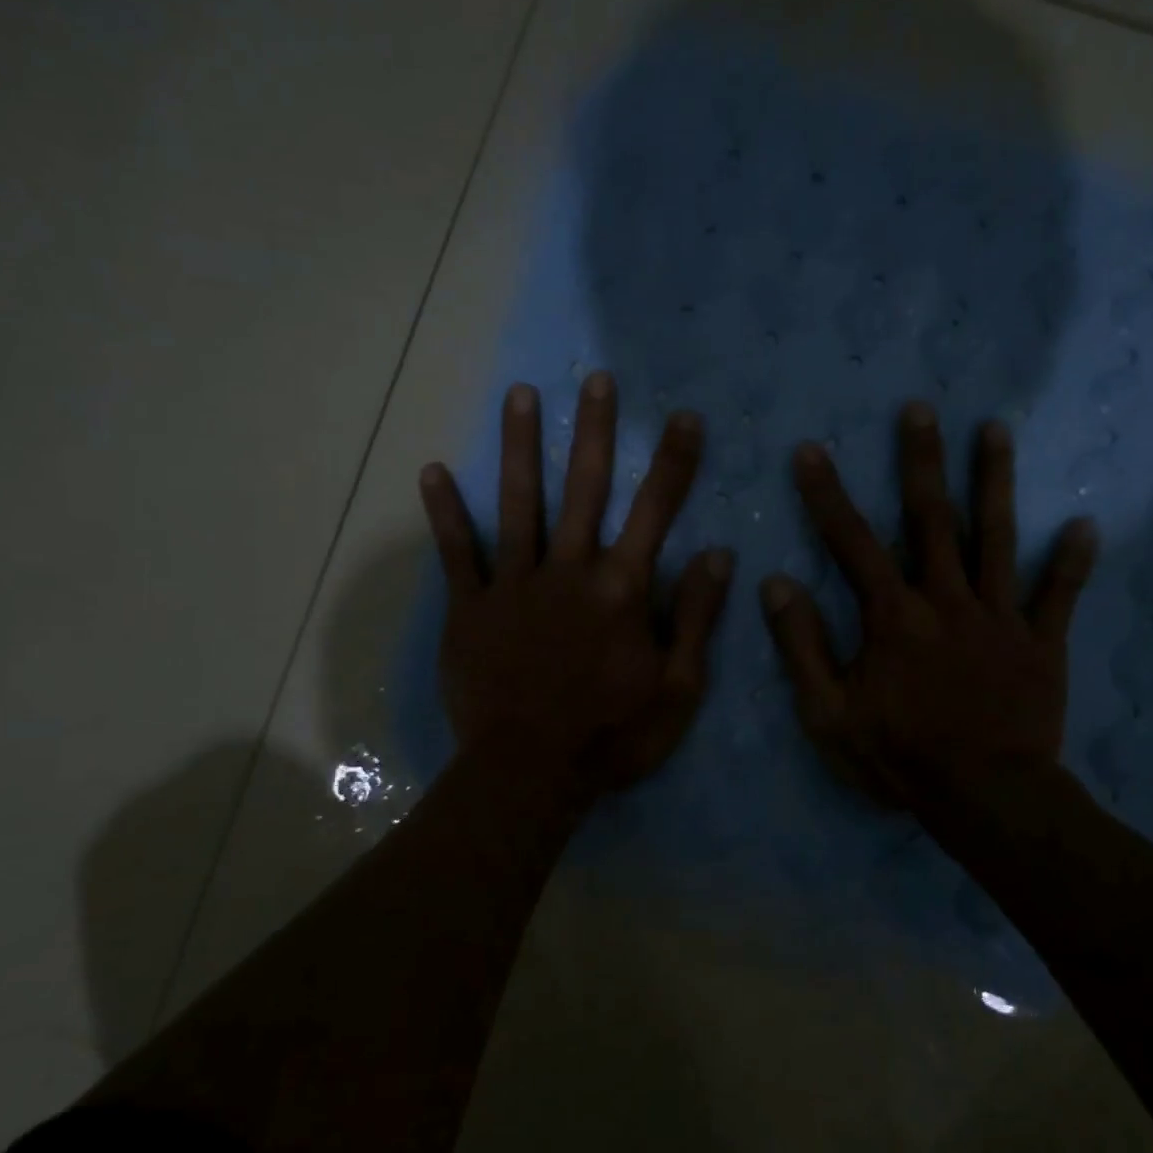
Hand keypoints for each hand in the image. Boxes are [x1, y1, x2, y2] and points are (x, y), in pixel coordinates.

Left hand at [418, 373, 733, 799]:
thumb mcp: (678, 688)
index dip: (674, 462)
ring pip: (519, 503)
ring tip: (520, 395)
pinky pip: (458, 553)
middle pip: (585, 488)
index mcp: (622, 589)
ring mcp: (515, 585)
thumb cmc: (613, 736)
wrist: (530, 773)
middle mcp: (570, 570)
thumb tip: (718, 555)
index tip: (684, 417)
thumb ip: (697, 618)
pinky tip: (434, 471)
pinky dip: (446, 513)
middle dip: (595, 431)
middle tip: (596, 379)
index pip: (656, 511)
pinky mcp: (471, 608)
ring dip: (521, 447)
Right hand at [761, 401, 1097, 809]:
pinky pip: (1057, 596)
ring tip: (995, 430)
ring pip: (997, 537)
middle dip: (921, 460)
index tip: (810, 452)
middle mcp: (946, 600)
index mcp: (893, 616)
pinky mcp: (1041, 643)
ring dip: (995, 481)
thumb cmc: (899, 756)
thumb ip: (801, 646)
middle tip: (920, 409)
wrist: (985, 799)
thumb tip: (774, 584)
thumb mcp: (828, 713)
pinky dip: (1071, 562)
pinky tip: (1082, 525)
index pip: (852, 543)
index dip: (826, 496)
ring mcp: (999, 617)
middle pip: (932, 519)